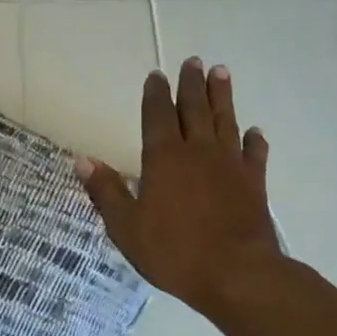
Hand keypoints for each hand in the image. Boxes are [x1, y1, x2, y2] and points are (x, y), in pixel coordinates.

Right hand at [76, 58, 283, 321]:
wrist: (237, 274)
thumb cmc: (174, 251)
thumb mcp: (126, 226)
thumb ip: (106, 191)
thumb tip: (82, 160)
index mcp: (163, 159)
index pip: (157, 116)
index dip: (156, 94)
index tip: (157, 75)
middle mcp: (198, 152)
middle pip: (194, 109)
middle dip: (192, 84)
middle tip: (194, 61)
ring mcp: (230, 165)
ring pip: (225, 121)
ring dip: (222, 96)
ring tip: (221, 73)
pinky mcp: (254, 184)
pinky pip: (254, 154)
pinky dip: (253, 140)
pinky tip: (253, 131)